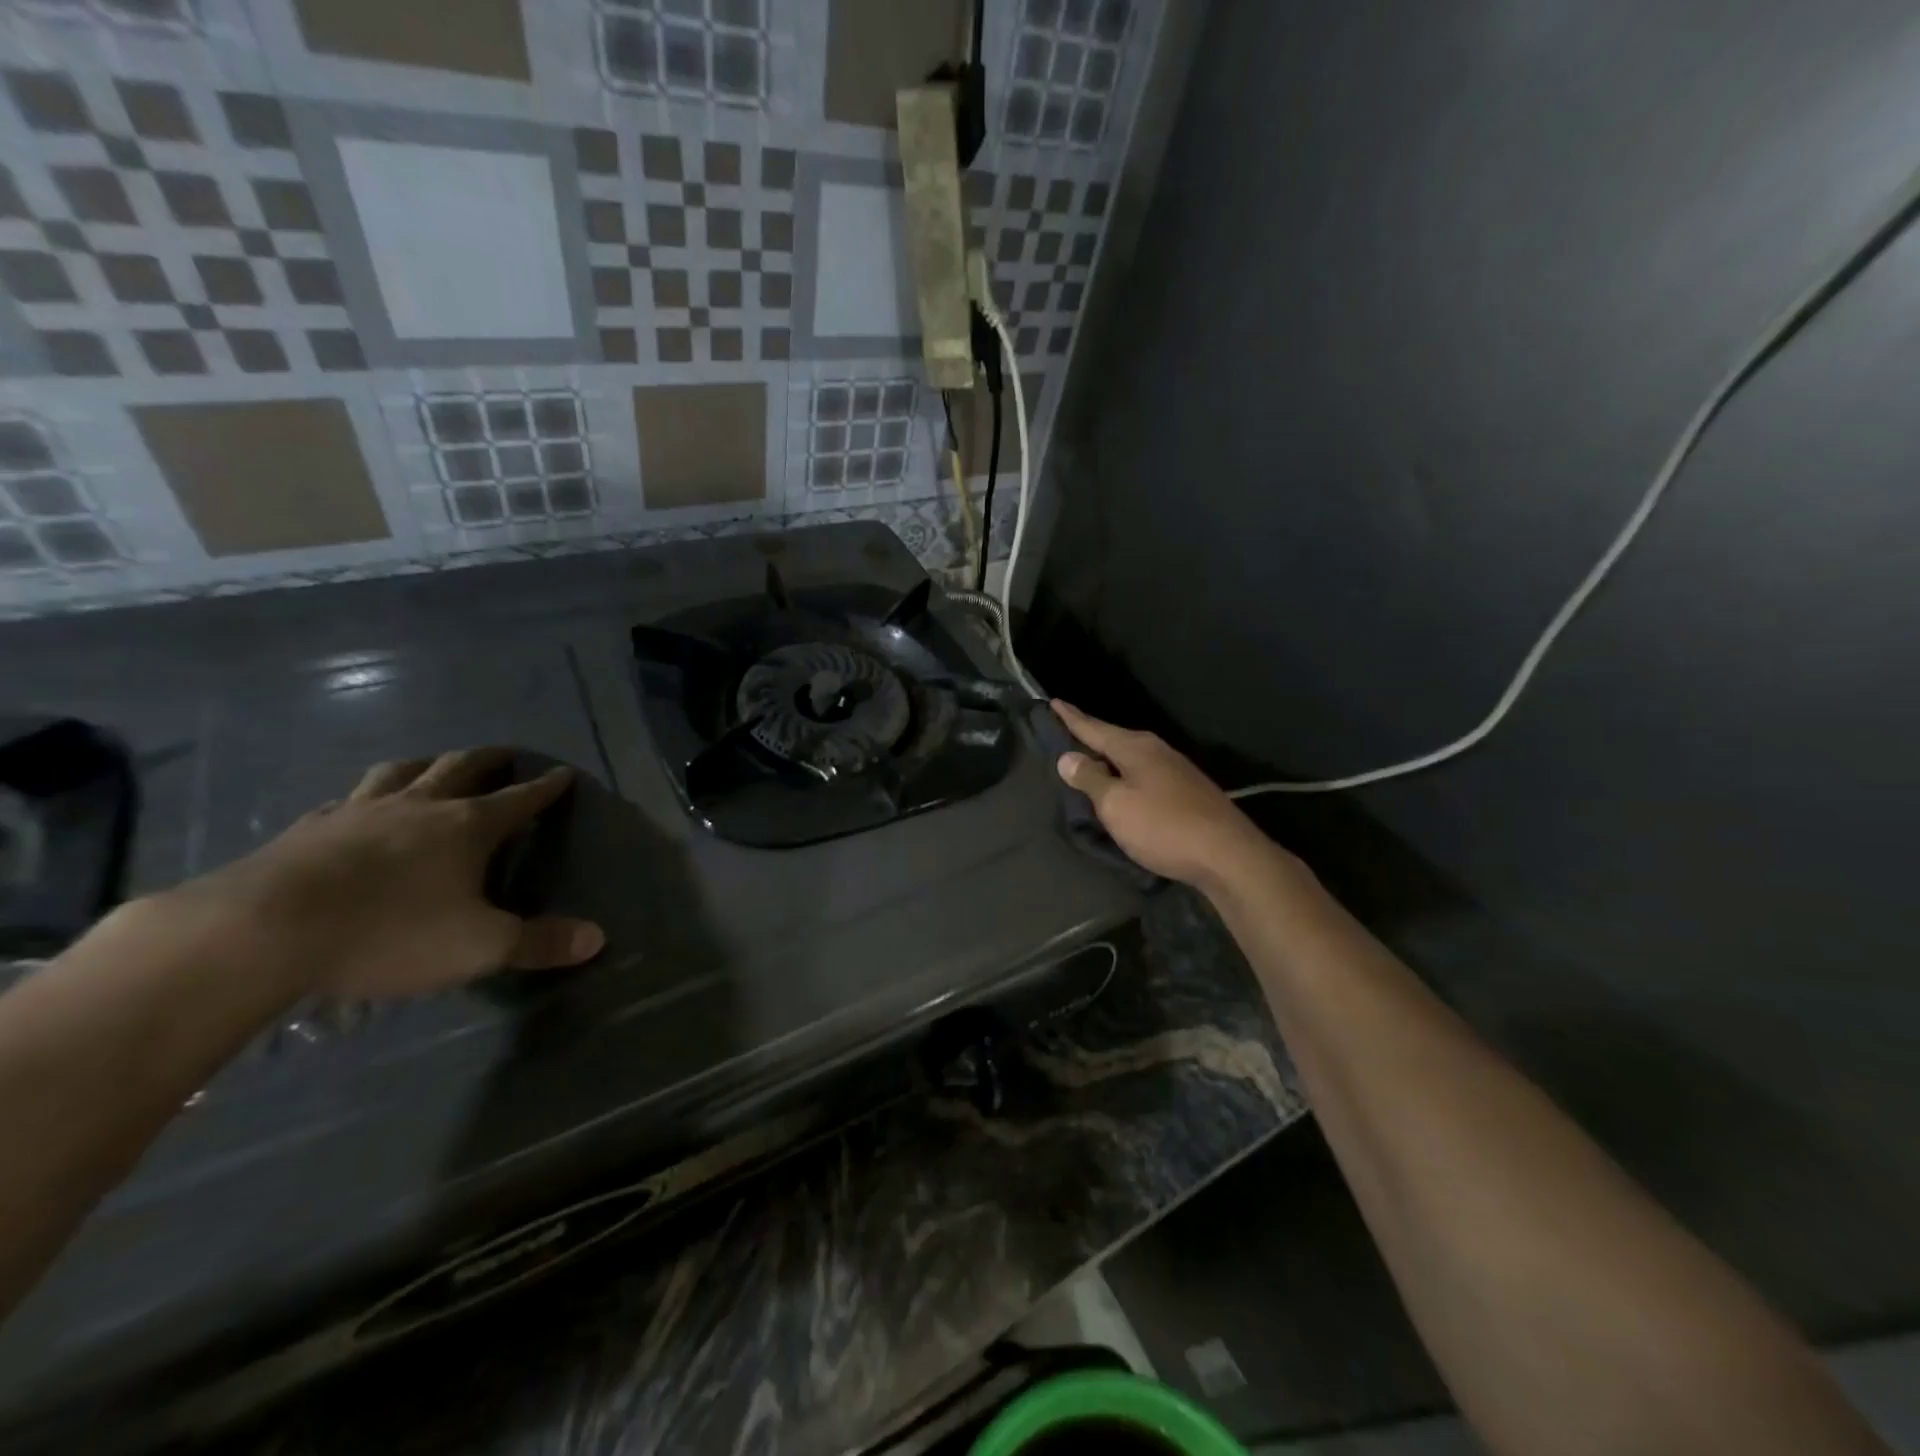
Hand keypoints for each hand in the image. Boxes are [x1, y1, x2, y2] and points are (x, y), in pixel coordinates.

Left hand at [166, 748, 604, 999]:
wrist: (262, 932)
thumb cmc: (389, 933)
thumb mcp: (479, 947)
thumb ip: (539, 942)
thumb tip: (598, 938)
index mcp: (467, 827)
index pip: (520, 799)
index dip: (545, 788)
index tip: (564, 773)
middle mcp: (419, 807)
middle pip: (461, 767)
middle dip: (489, 759)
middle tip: (505, 754)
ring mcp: (359, 812)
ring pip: (401, 772)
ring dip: (426, 764)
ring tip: (434, 764)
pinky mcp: (308, 830)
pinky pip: (346, 801)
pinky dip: (364, 798)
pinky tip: (356, 809)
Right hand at [1052, 701, 1278, 889]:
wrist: (1227, 855)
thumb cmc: (1163, 826)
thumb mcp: (1116, 805)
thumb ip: (1090, 779)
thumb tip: (1067, 757)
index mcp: (1135, 748)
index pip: (1094, 728)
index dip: (1072, 718)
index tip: (1053, 702)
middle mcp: (1156, 751)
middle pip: (1114, 739)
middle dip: (1090, 736)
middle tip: (1066, 732)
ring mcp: (1175, 770)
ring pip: (1131, 757)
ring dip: (1109, 757)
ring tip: (1088, 760)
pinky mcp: (1186, 791)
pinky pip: (1144, 774)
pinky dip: (1125, 775)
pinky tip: (1122, 785)